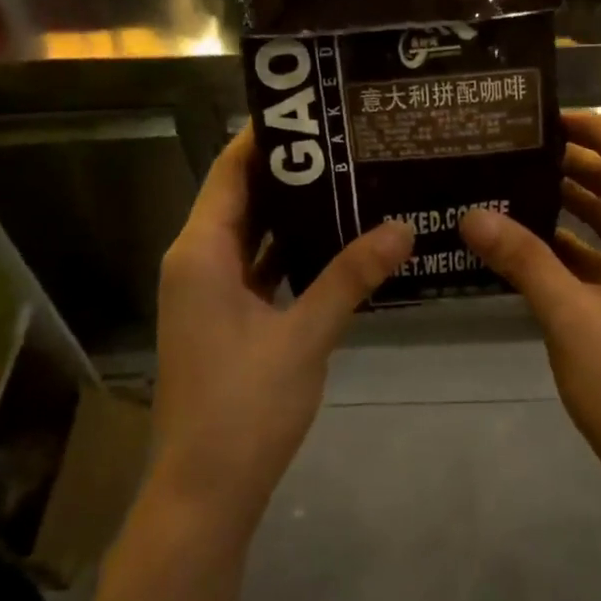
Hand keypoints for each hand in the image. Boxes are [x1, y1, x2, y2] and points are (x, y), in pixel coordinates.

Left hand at [152, 128, 414, 536]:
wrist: (205, 491)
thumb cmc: (245, 407)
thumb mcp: (305, 335)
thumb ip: (351, 276)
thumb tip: (402, 227)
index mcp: (201, 252)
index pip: (230, 170)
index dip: (266, 136)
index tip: (315, 108)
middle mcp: (197, 261)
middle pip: (242, 197)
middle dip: (291, 170)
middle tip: (348, 142)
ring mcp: (209, 292)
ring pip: (252, 234)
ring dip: (293, 211)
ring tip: (350, 179)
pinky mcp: (224, 318)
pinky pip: (258, 268)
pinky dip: (291, 251)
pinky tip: (337, 241)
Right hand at [460, 113, 600, 499]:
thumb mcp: (571, 317)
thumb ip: (523, 260)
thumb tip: (471, 214)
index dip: (599, 130)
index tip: (549, 119)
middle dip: (580, 164)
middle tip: (520, 149)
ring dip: (579, 202)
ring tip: (520, 182)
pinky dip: (581, 245)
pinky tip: (533, 241)